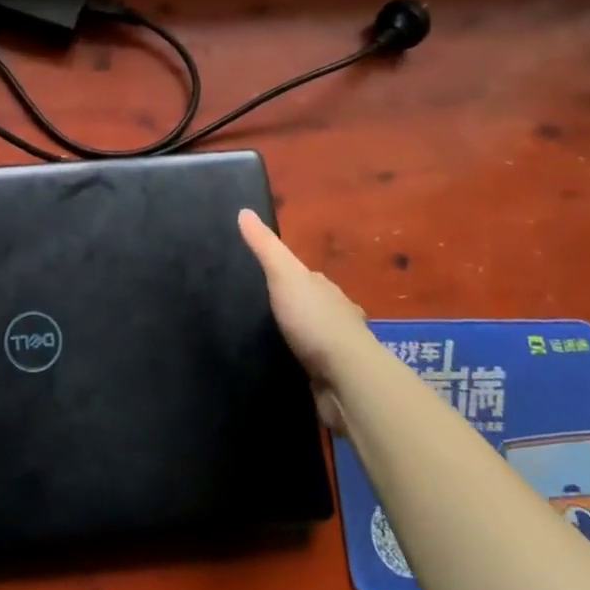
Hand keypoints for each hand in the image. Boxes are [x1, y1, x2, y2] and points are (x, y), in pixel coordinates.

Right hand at [238, 209, 369, 430]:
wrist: (346, 378)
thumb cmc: (315, 320)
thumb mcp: (284, 275)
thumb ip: (265, 247)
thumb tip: (244, 211)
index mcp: (326, 289)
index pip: (304, 276)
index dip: (284, 275)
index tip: (259, 278)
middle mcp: (337, 315)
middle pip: (309, 305)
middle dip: (290, 308)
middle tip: (256, 312)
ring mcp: (337, 349)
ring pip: (312, 337)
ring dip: (296, 338)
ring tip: (264, 340)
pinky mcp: (333, 378)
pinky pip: (311, 366)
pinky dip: (300, 364)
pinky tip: (283, 366)